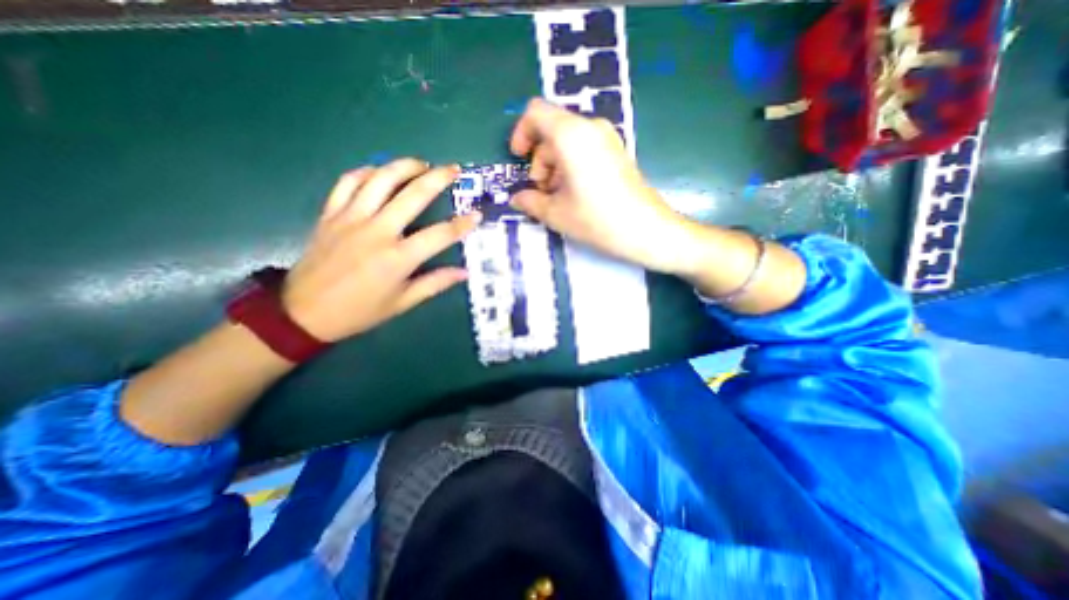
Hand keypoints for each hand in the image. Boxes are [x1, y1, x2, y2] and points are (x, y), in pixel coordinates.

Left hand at [281, 159, 478, 342]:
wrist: (303, 312)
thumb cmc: (359, 311)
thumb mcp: (402, 302)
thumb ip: (435, 283)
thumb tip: (464, 272)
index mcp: (398, 258)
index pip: (440, 235)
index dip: (462, 224)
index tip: (477, 215)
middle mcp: (377, 231)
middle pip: (413, 195)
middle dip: (438, 178)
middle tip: (453, 169)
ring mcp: (351, 218)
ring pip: (380, 179)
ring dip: (404, 166)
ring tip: (421, 164)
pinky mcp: (330, 214)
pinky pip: (348, 182)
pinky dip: (366, 172)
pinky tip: (379, 171)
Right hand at [509, 98, 692, 276]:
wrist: (647, 229)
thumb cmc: (598, 220)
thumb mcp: (556, 214)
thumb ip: (530, 202)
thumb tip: (516, 199)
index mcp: (571, 135)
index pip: (535, 113)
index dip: (521, 133)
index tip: (519, 160)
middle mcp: (590, 128)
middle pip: (551, 130)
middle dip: (539, 160)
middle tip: (542, 192)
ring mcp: (607, 138)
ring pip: (567, 142)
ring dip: (554, 166)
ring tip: (558, 198)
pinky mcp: (616, 152)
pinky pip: (584, 149)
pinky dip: (571, 166)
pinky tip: (575, 194)